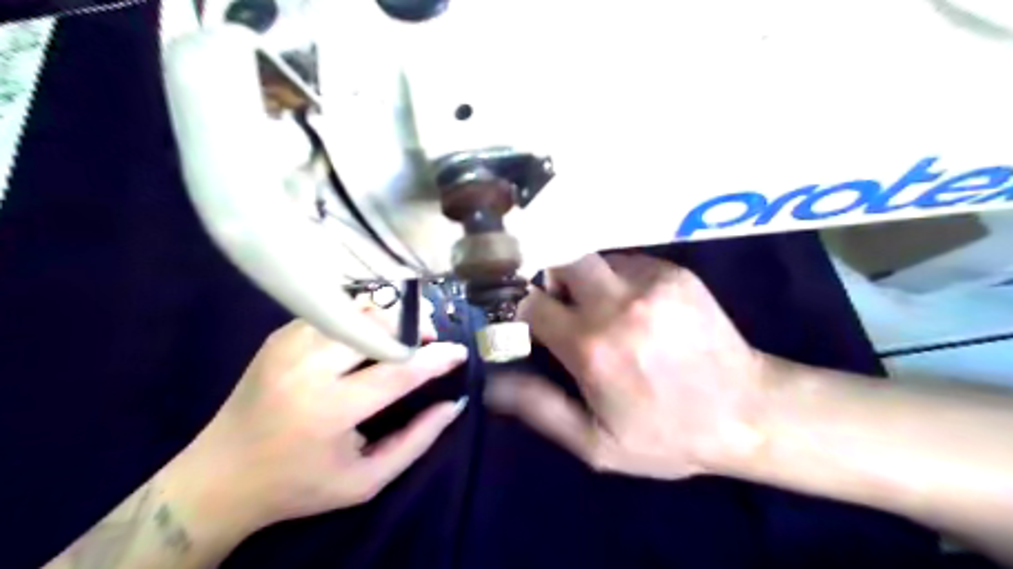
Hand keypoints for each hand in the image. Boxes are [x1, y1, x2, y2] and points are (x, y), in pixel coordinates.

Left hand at [182, 314, 466, 529]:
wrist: (218, 478)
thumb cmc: (298, 485)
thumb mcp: (365, 480)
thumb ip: (416, 441)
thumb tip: (454, 404)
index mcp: (329, 410)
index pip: (398, 371)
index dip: (436, 359)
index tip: (459, 352)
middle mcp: (307, 368)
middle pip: (375, 324)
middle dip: (413, 325)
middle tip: (429, 339)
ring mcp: (288, 345)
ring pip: (355, 309)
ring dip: (389, 318)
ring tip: (402, 336)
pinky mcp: (279, 336)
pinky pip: (334, 312)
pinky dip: (361, 319)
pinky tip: (368, 338)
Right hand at [489, 253, 767, 480]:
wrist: (749, 413)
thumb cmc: (667, 435)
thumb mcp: (597, 443)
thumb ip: (541, 408)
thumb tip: (495, 383)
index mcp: (591, 347)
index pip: (532, 303)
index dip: (521, 309)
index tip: (526, 320)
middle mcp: (617, 304)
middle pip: (562, 258)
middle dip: (551, 276)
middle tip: (561, 304)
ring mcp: (650, 282)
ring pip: (594, 257)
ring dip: (585, 279)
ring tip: (602, 310)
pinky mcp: (676, 274)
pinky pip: (628, 262)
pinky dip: (618, 278)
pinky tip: (636, 308)